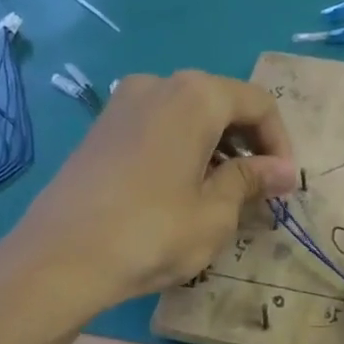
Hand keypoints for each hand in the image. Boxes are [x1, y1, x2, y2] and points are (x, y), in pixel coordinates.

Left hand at [0, 71, 295, 321]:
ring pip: (188, 116)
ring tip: (223, 195)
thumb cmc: (152, 233)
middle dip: (248, 144)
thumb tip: (284, 170)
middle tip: (259, 191)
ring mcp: (122, 104)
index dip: (280, 143)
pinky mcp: (101, 129)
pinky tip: (182, 191)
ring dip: (216, 148)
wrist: (59, 259)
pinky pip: (158, 128)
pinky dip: (183, 150)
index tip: (285, 185)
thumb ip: (251, 181)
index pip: (257, 104)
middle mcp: (158, 85)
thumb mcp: (215, 213)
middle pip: (221, 104)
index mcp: (194, 96)